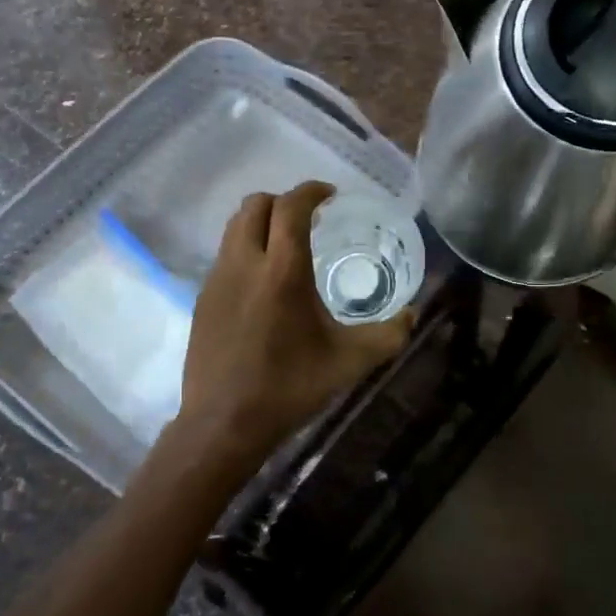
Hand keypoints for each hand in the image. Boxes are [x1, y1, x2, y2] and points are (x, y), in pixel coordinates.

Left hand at [165, 182, 414, 483]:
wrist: (224, 424)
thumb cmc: (290, 387)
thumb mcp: (350, 362)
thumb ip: (389, 335)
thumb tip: (412, 315)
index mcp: (282, 270)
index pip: (291, 207)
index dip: (311, 191)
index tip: (330, 195)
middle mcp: (245, 263)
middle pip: (256, 204)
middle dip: (283, 201)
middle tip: (309, 219)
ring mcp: (217, 279)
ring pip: (234, 227)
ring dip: (261, 222)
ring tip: (286, 246)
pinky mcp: (202, 298)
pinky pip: (225, 254)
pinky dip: (246, 249)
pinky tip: (263, 283)